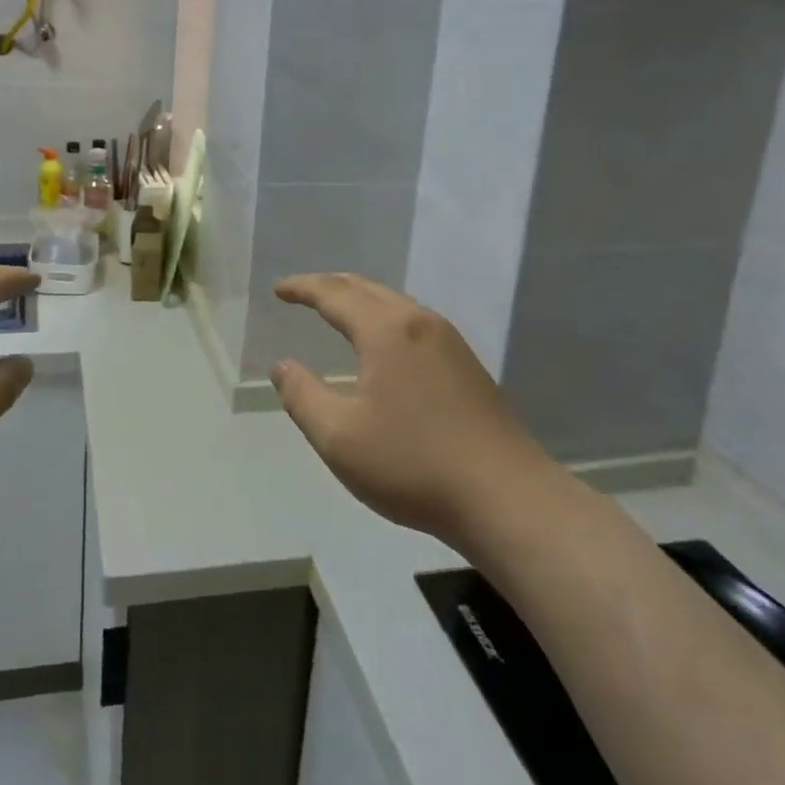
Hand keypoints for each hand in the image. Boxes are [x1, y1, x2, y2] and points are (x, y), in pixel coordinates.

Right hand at [271, 274, 557, 546]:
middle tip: (302, 293)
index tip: (278, 290)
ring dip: (360, 300)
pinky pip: (414, 322)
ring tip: (338, 311)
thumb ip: (302, 396)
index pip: (334, 294)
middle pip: (366, 288)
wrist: (506, 498)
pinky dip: (384, 318)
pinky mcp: (467, 365)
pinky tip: (383, 344)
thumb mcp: (339, 437)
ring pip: (395, 303)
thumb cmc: (413, 464)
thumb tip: (283, 366)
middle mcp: (419, 322)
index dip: (302, 289)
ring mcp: (449, 342)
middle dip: (330, 286)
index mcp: (386, 331)